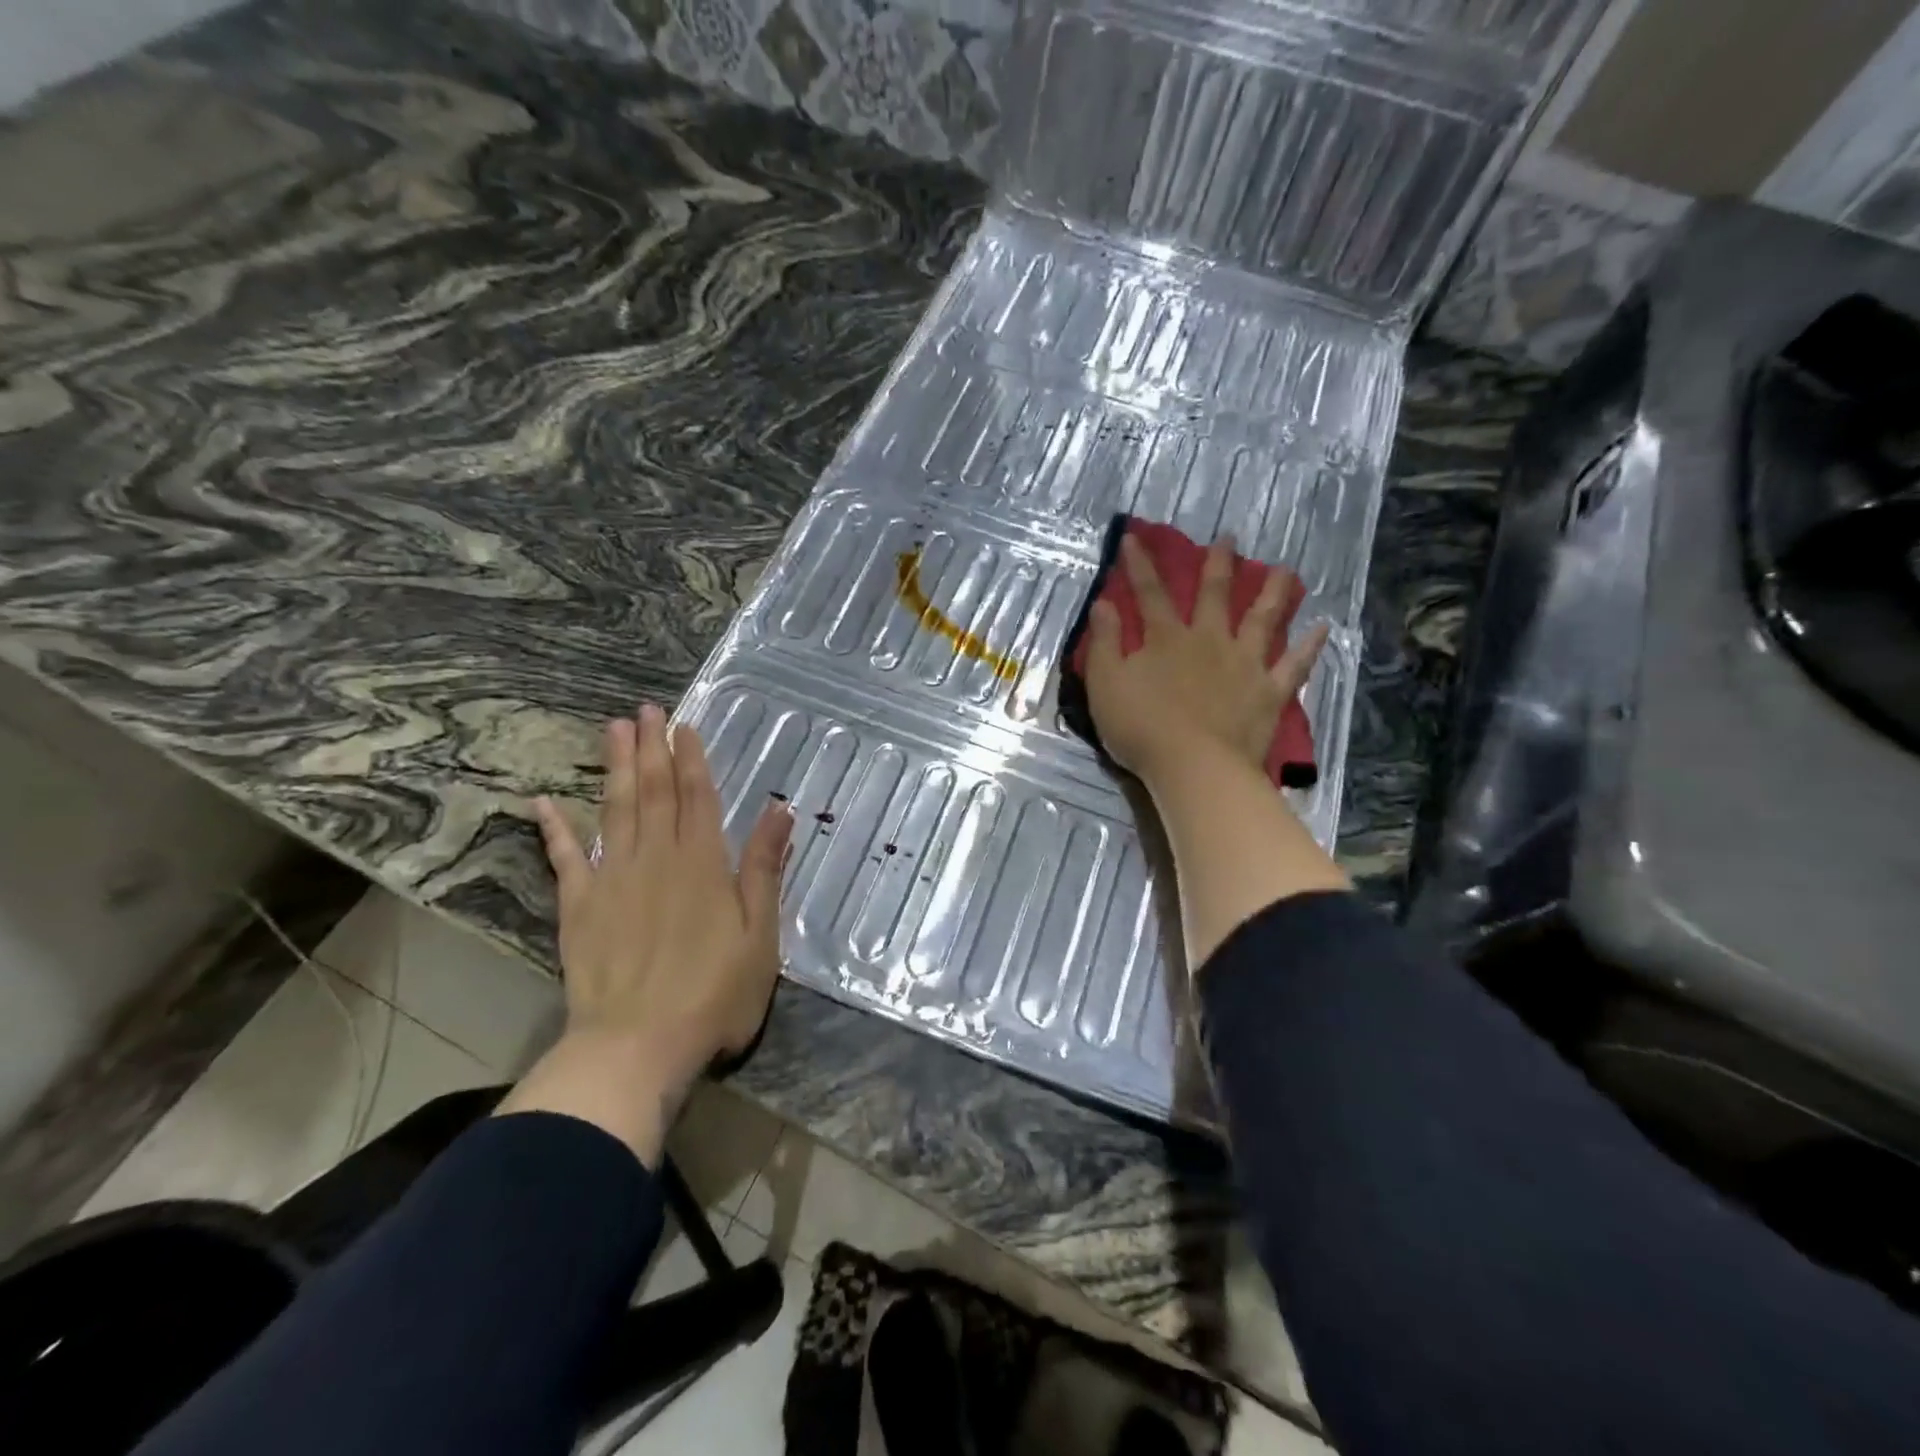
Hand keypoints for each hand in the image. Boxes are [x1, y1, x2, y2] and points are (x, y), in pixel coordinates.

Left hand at [497, 704, 792, 1163]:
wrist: (636, 1047)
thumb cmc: (713, 995)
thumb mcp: (760, 935)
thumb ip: (764, 868)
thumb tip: (781, 809)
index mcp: (703, 864)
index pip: (697, 797)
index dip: (691, 758)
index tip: (683, 725)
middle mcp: (657, 859)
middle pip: (653, 792)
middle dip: (650, 747)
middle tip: (644, 709)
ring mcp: (612, 880)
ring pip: (614, 810)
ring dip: (614, 767)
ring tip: (611, 729)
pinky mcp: (579, 908)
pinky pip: (564, 859)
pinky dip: (554, 828)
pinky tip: (542, 801)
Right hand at [1084, 533, 1328, 784]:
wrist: (1193, 767)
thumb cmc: (1141, 728)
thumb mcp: (1105, 684)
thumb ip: (1105, 643)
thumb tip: (1103, 603)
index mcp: (1166, 639)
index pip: (1150, 593)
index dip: (1140, 565)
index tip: (1134, 538)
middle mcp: (1208, 641)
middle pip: (1215, 595)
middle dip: (1218, 564)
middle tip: (1229, 537)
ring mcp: (1244, 664)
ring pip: (1262, 619)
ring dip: (1273, 592)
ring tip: (1286, 571)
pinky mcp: (1269, 692)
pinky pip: (1294, 665)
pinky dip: (1309, 646)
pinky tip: (1323, 628)